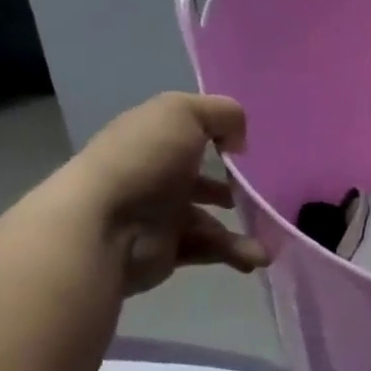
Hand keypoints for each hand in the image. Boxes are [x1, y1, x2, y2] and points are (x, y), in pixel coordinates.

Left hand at [66, 93, 267, 297]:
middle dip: (233, 184)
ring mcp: (160, 215)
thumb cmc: (143, 160)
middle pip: (201, 177)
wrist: (101, 227)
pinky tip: (256, 257)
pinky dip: (234, 252)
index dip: (219, 134)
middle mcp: (156, 173)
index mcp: (155, 136)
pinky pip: (208, 249)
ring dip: (242, 226)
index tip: (246, 147)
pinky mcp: (166, 251)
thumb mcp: (183, 113)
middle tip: (262, 191)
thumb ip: (222, 114)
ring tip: (269, 232)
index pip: (189, 131)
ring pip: (210, 218)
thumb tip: (238, 141)